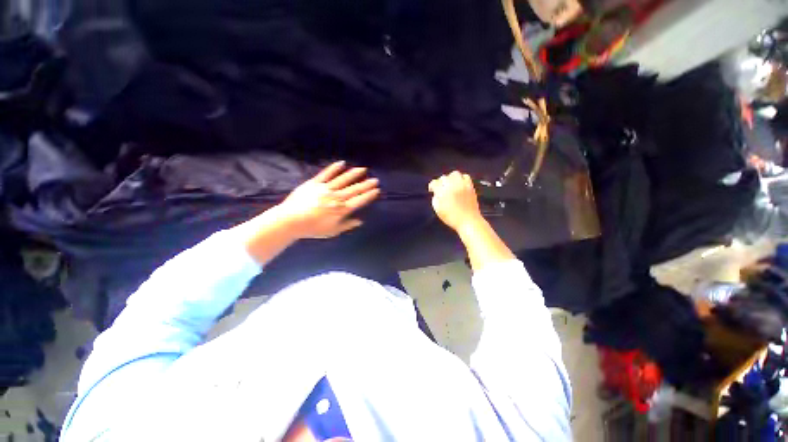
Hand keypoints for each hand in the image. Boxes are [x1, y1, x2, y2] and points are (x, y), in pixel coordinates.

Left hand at [277, 161, 379, 238]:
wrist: (290, 220)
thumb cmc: (312, 229)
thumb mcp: (332, 231)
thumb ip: (347, 225)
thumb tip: (360, 221)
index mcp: (341, 209)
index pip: (359, 200)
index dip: (369, 195)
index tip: (377, 190)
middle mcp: (336, 197)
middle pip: (354, 189)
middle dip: (366, 184)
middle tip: (375, 179)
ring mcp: (326, 188)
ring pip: (343, 179)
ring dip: (354, 174)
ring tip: (363, 169)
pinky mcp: (315, 183)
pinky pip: (327, 174)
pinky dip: (335, 168)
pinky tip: (342, 163)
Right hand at [428, 171, 483, 232]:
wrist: (468, 221)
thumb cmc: (451, 218)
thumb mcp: (438, 210)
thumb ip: (435, 199)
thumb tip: (436, 193)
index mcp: (442, 192)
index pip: (435, 183)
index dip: (432, 186)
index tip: (432, 190)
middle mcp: (452, 186)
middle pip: (444, 177)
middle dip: (441, 182)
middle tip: (441, 188)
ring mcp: (462, 185)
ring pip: (454, 174)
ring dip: (451, 178)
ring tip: (451, 184)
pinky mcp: (470, 186)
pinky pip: (465, 176)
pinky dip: (461, 179)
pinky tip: (460, 184)